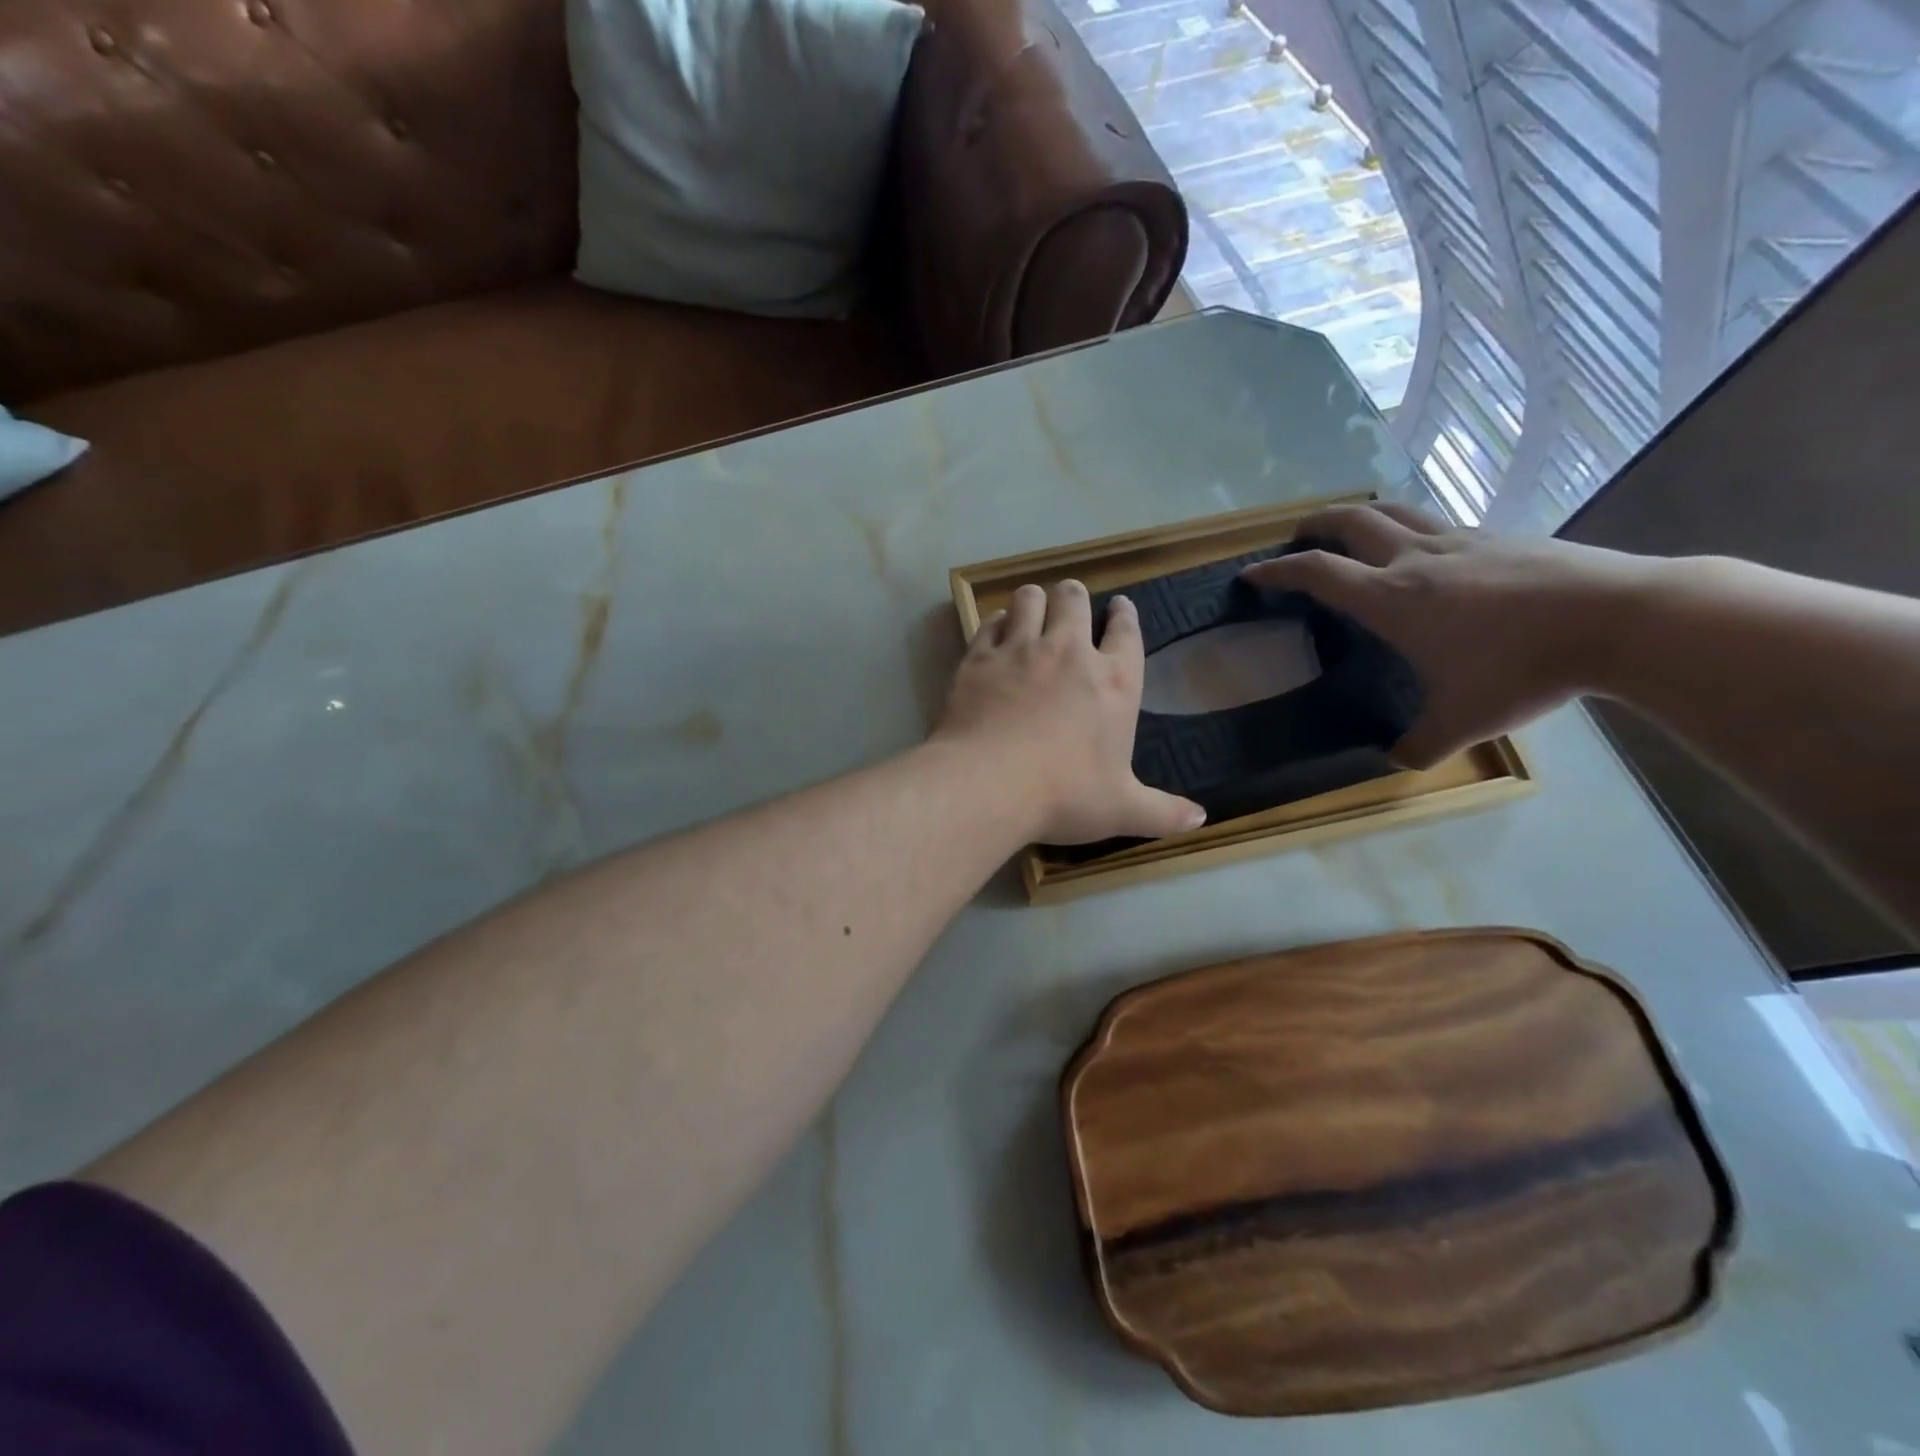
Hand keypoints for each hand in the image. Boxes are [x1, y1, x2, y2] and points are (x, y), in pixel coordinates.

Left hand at [933, 580, 1206, 843]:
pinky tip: (997, 631)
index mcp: (1114, 682)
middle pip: (1074, 600)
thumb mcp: (1121, 811)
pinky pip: (989, 622)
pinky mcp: (979, 658)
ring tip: (1032, 608)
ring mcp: (1020, 650)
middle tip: (1070, 603)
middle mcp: (1069, 652)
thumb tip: (1200, 819)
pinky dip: (996, 622)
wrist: (987, 784)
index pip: (1126, 631)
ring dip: (1034, 600)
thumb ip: (1162, 812)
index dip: (1124, 615)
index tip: (1120, 606)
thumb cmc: (1063, 796)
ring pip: (1029, 599)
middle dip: (1074, 596)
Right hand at [1243, 504, 1661, 767]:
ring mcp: (1460, 540)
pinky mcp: (1500, 535)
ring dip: (1361, 516)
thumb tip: (1396, 761)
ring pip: (1394, 511)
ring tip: (1352, 530)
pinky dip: (1411, 527)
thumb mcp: (1462, 721)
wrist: (1621, 618)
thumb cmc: (1523, 670)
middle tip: (1297, 537)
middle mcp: (1415, 559)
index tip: (1250, 573)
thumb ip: (1420, 744)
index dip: (1276, 571)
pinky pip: (1438, 522)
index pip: (1316, 573)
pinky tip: (1426, 550)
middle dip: (1314, 525)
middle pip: (1350, 521)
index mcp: (1391, 598)